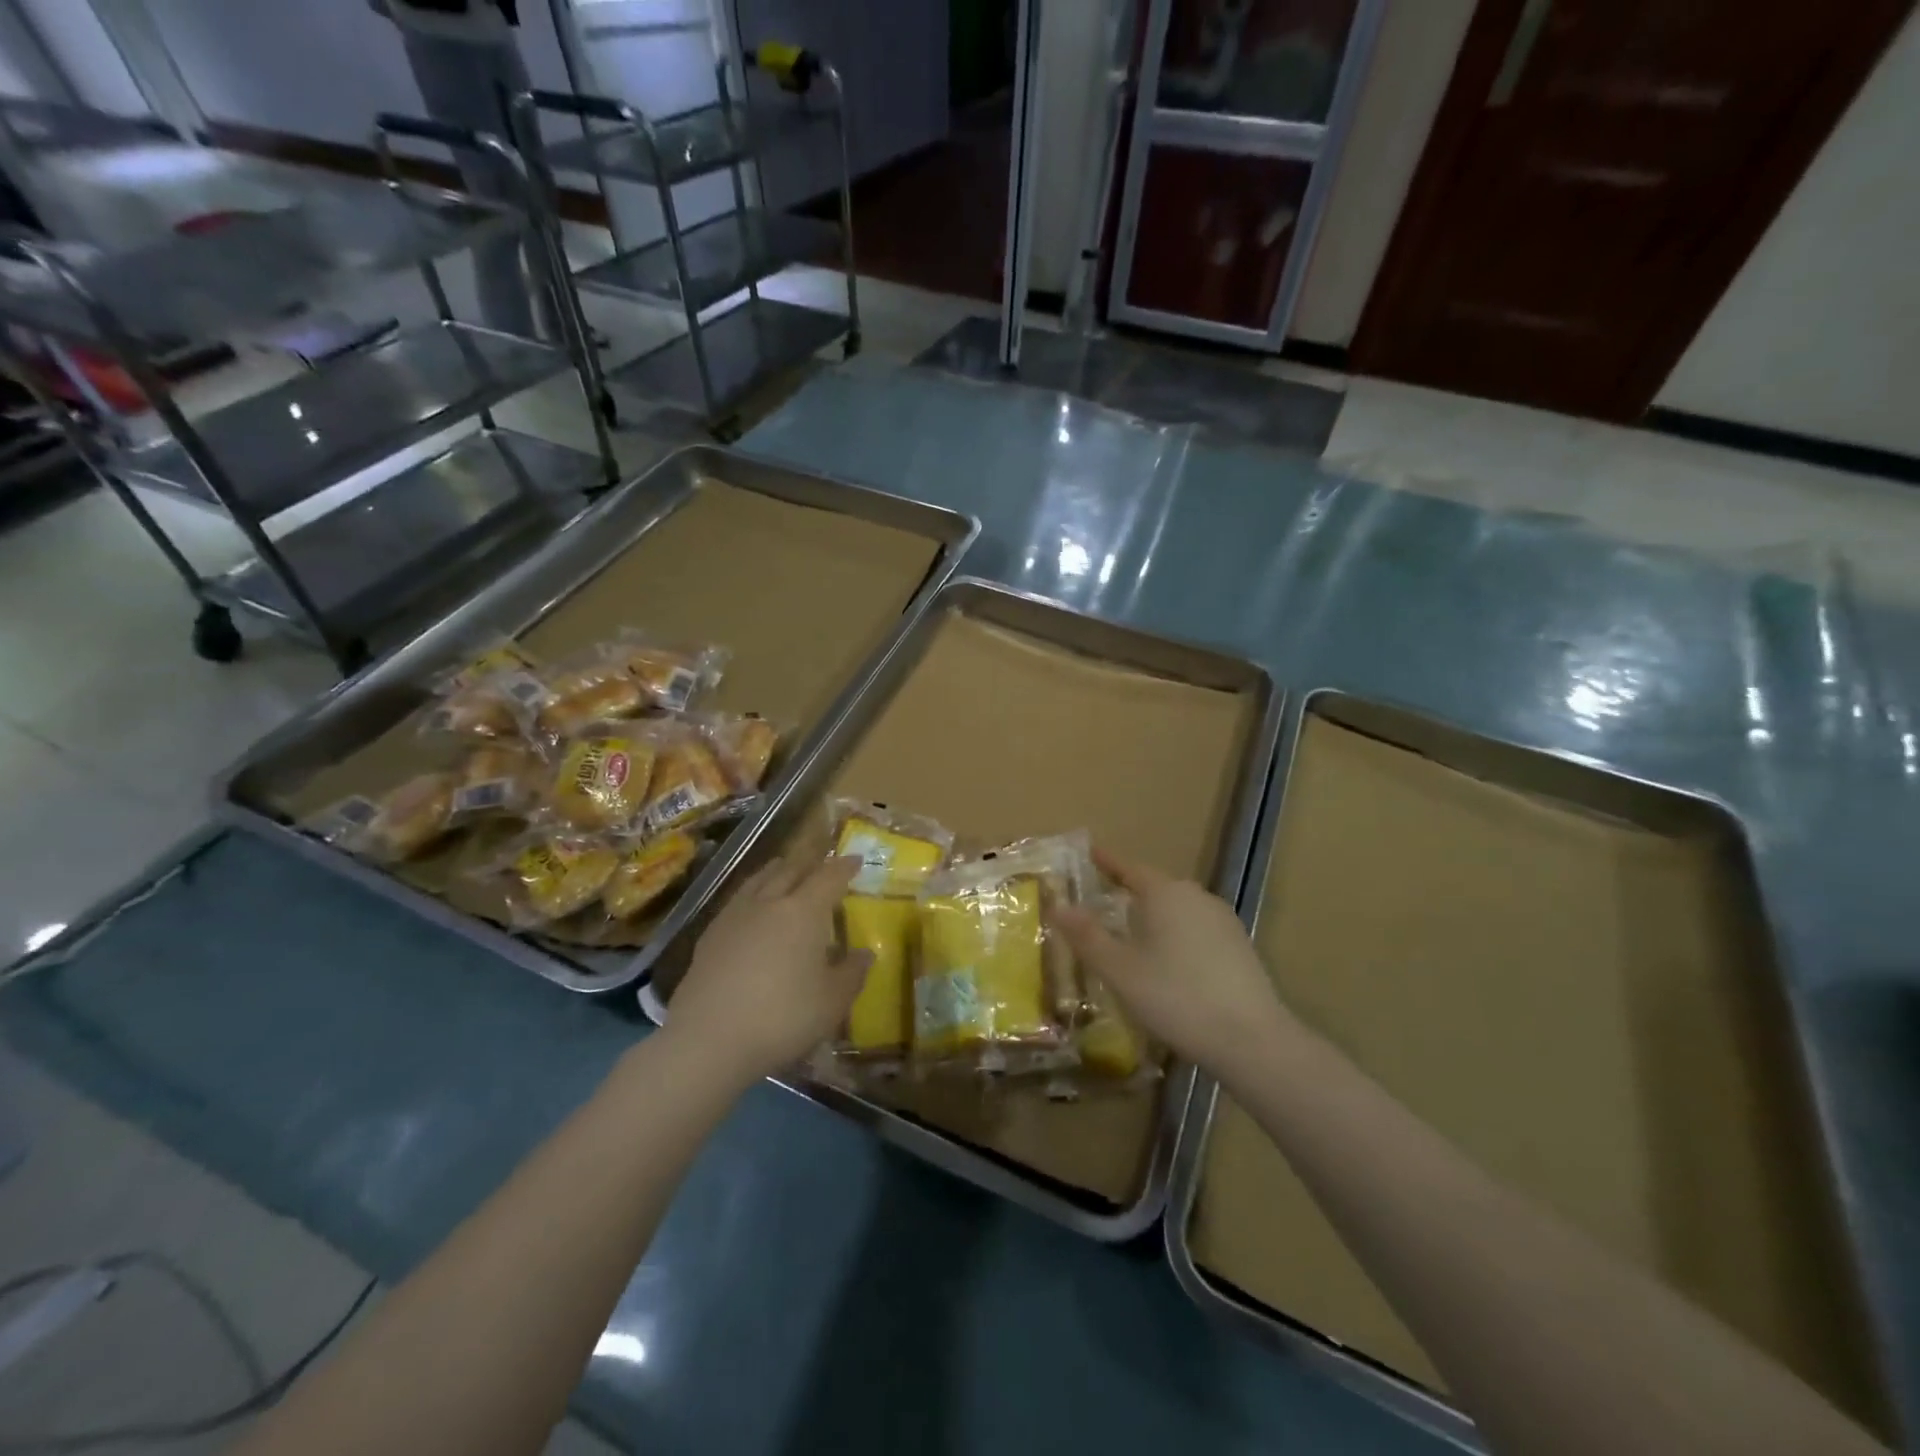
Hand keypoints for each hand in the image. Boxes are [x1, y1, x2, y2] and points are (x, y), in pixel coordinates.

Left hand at [668, 855, 870, 1085]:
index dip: (844, 867)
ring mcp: (735, 916)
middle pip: (791, 869)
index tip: (856, 859)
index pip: (829, 877)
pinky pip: (738, 899)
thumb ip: (852, 974)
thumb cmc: (782, 1018)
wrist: (708, 1039)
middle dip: (809, 860)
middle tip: (821, 858)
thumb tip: (864, 953)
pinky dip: (753, 891)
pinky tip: (751, 906)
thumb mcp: (832, 1002)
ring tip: (785, 867)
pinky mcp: (710, 935)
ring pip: (760, 879)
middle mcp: (770, 902)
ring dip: (778, 869)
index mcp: (804, 911)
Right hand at [1050, 847, 1293, 1084]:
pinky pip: (1196, 929)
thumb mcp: (1120, 970)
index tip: (1090, 851)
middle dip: (1129, 892)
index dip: (1107, 862)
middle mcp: (1195, 897)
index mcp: (1165, 893)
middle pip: (1155, 887)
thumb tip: (1059, 906)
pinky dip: (1175, 936)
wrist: (1252, 1040)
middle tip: (1102, 903)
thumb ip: (1088, 936)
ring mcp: (1222, 921)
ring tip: (1132, 935)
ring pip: (1177, 909)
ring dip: (1154, 917)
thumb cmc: (1176, 997)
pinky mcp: (1239, 947)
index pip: (1129, 868)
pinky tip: (1169, 963)